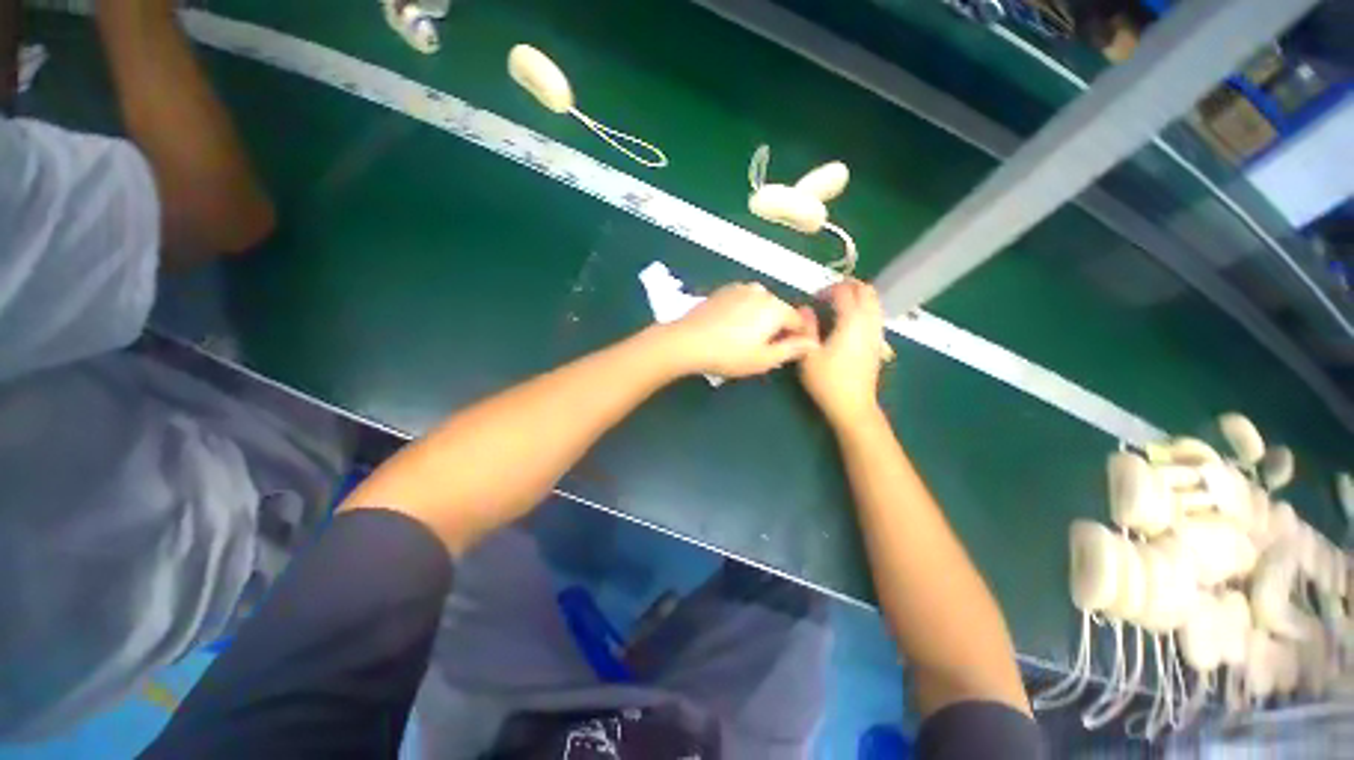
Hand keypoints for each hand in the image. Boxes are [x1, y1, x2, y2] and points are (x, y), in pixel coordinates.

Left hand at [663, 282, 818, 378]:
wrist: (688, 341)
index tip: (785, 352)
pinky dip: (743, 312)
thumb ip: (792, 349)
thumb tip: (813, 342)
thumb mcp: (764, 359)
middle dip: (776, 327)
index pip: (799, 321)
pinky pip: (743, 301)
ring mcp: (740, 288)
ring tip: (743, 339)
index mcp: (776, 307)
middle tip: (760, 348)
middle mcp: (761, 291)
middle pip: (779, 311)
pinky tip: (730, 327)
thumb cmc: (730, 354)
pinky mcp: (723, 290)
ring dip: (759, 319)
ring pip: (760, 305)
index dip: (796, 338)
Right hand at [799, 279, 885, 426]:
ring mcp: (876, 332)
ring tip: (837, 305)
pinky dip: (864, 307)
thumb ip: (806, 327)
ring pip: (874, 301)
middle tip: (827, 296)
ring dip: (857, 296)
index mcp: (851, 321)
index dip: (827, 290)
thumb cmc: (827, 381)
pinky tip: (848, 321)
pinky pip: (875, 313)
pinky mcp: (878, 342)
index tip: (813, 300)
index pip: (844, 291)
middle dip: (846, 286)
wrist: (853, 405)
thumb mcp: (808, 354)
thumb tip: (804, 309)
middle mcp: (868, 322)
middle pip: (865, 290)